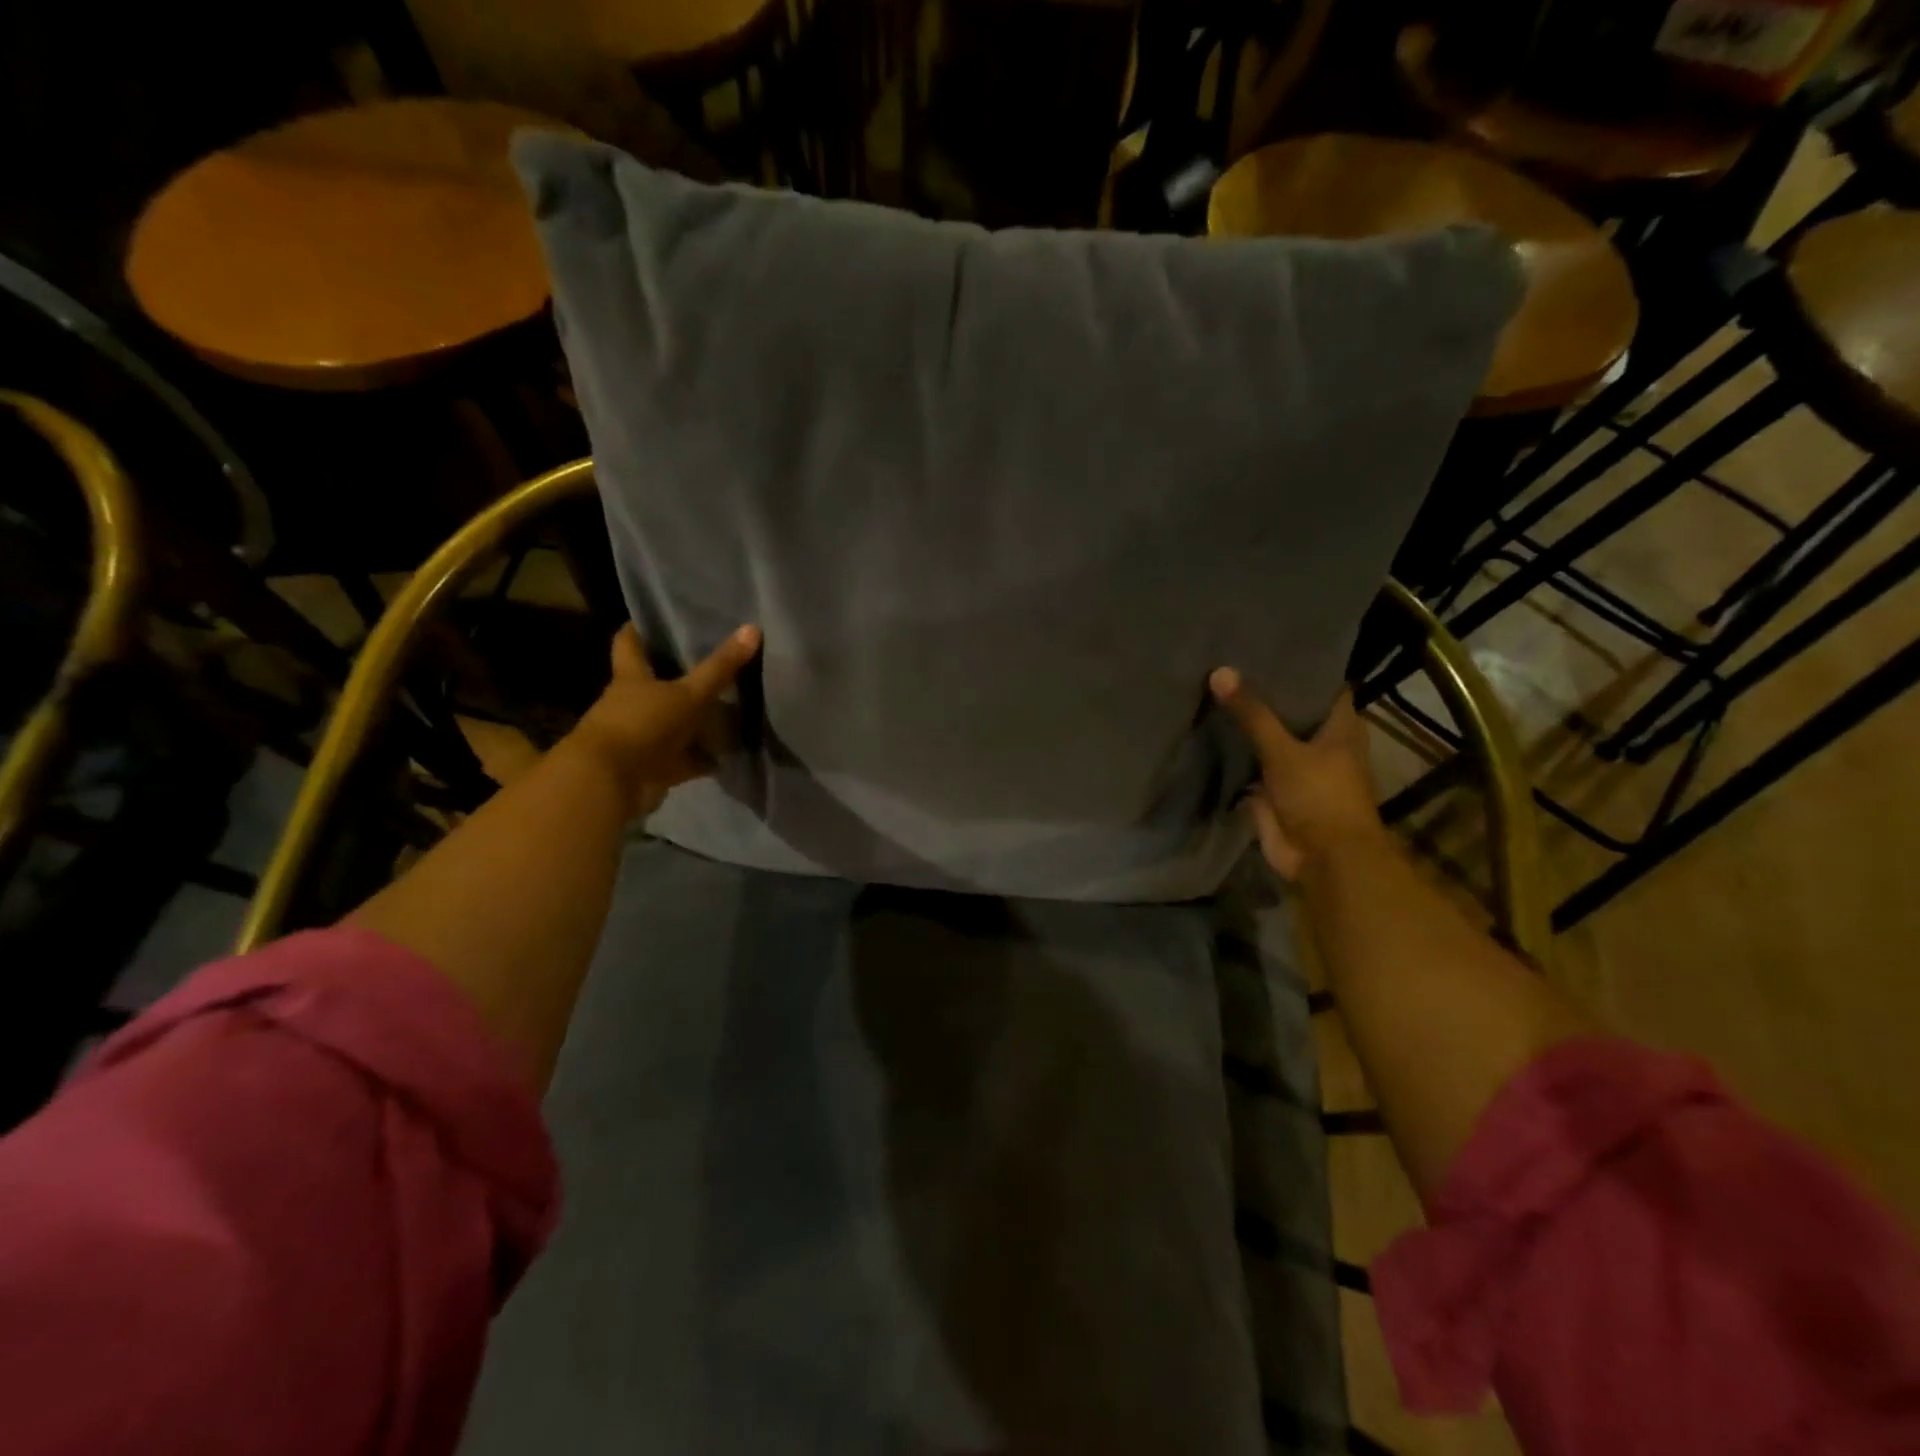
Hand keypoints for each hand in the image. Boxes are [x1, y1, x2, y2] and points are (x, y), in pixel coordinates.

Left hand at [570, 623, 760, 817]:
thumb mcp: (688, 694)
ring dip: (698, 721)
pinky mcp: (655, 766)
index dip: (640, 628)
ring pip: (675, 723)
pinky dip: (705, 758)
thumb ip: (720, 667)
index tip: (658, 616)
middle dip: (683, 676)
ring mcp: (643, 737)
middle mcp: (632, 704)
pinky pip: (686, 758)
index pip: (629, 643)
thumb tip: (752, 628)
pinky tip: (731, 754)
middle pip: (657, 683)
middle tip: (716, 662)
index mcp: (631, 678)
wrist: (612, 784)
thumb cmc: (643, 725)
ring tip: (734, 708)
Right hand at [1209, 670, 1381, 879]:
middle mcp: (1322, 744)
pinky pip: (1252, 765)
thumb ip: (1253, 714)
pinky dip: (1235, 753)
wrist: (1323, 860)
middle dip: (1266, 694)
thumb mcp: (1284, 750)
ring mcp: (1296, 769)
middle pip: (1293, 712)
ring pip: (1270, 739)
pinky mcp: (1274, 792)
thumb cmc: (1320, 797)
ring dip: (1249, 724)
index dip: (1303, 667)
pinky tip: (1208, 731)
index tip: (1271, 646)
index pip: (1325, 686)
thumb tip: (1220, 671)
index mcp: (1340, 728)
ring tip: (1215, 690)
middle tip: (1231, 662)